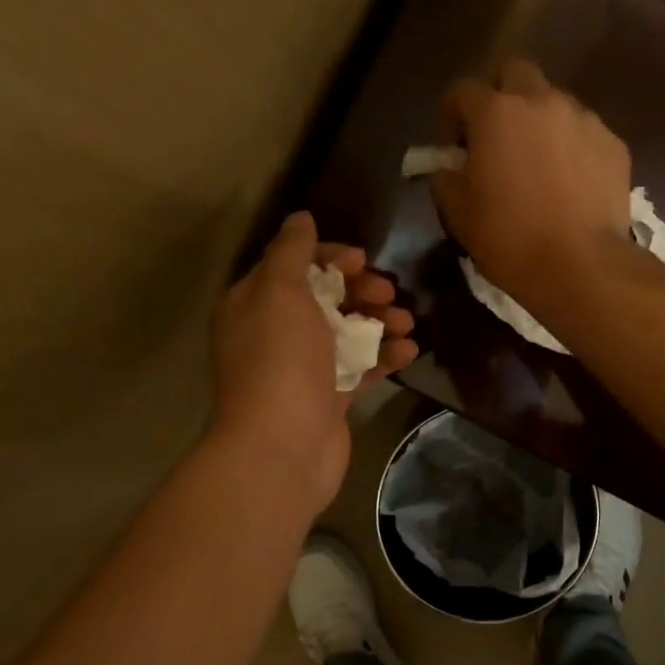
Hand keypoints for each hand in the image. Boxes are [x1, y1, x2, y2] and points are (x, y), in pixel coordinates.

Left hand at [209, 212, 416, 511]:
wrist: (282, 446)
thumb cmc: (281, 361)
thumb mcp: (281, 292)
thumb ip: (292, 252)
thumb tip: (300, 218)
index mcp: (254, 304)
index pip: (293, 265)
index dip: (329, 256)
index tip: (362, 260)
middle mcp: (275, 333)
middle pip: (325, 298)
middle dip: (361, 290)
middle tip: (388, 293)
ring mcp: (303, 368)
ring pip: (347, 332)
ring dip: (379, 322)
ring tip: (406, 323)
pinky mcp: (329, 398)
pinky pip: (360, 367)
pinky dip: (384, 357)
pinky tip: (410, 351)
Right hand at [431, 60, 631, 303]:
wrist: (581, 266)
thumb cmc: (510, 240)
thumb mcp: (459, 215)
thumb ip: (446, 180)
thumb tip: (447, 168)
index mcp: (496, 114)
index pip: (463, 90)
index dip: (452, 113)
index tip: (454, 144)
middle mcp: (542, 102)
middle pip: (516, 74)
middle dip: (502, 96)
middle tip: (498, 137)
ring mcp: (584, 120)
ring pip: (555, 103)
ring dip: (541, 123)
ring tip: (540, 164)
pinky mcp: (614, 144)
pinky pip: (585, 133)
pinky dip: (573, 148)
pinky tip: (571, 184)